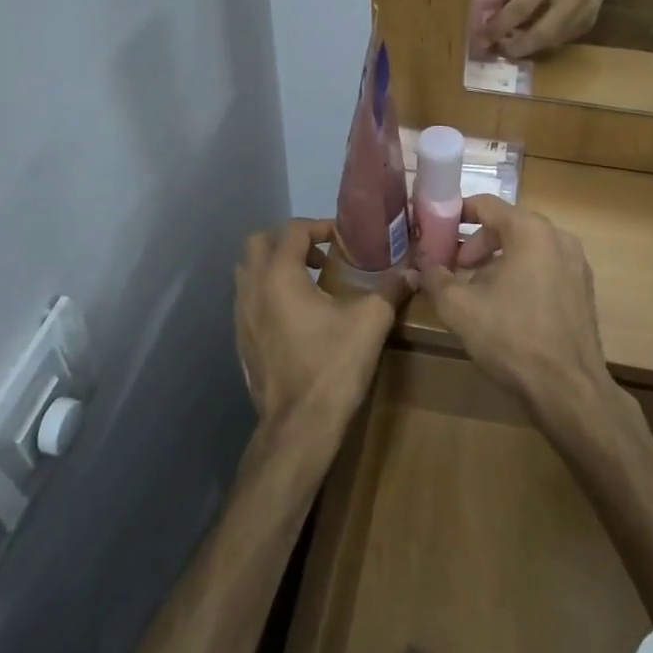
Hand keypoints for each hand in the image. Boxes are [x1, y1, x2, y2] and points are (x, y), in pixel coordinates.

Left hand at [234, 219, 405, 435]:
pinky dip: (267, 293)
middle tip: (320, 257)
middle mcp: (252, 287)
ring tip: (309, 283)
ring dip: (275, 266)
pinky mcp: (240, 339)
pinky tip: (296, 316)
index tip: (343, 240)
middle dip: (289, 241)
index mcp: (280, 274)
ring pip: (248, 271)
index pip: (293, 229)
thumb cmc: (333, 366)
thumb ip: (390, 290)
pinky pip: (248, 299)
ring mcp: (240, 315)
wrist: (299, 425)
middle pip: (259, 242)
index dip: (320, 226)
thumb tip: (412, 272)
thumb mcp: (371, 322)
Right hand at [417, 196, 614, 420]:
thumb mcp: (459, 308)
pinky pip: (545, 267)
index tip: (434, 231)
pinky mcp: (583, 289)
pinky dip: (521, 274)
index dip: (455, 214)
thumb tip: (421, 263)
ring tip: (475, 291)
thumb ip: (435, 278)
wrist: (567, 389)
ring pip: (527, 248)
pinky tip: (505, 306)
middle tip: (454, 268)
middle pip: (507, 225)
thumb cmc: (510, 338)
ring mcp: (576, 263)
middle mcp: (558, 237)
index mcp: (530, 230)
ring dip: (497, 260)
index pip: (486, 205)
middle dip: (475, 243)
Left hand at [486, 0, 620, 58]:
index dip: (500, 25)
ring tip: (507, 44)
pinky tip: (528, 37)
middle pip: (542, 34)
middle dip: (515, 47)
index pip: (522, 7)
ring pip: (551, 42)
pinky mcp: (589, 24)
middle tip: (496, 49)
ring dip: (527, 47)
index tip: (482, 37)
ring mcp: (585, 13)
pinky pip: (560, 40)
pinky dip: (541, 43)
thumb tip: (484, 10)